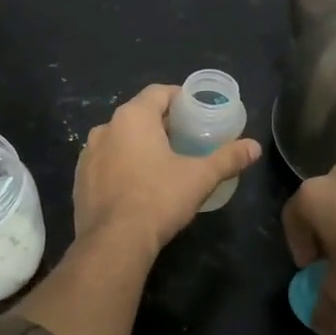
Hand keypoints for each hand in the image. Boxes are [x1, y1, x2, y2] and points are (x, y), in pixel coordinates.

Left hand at [74, 85, 260, 257]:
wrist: (114, 242)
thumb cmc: (159, 199)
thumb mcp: (200, 177)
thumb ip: (228, 158)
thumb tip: (255, 147)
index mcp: (133, 117)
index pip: (158, 93)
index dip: (179, 99)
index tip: (196, 113)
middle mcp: (105, 128)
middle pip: (138, 115)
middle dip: (161, 124)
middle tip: (185, 139)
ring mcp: (88, 154)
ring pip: (119, 139)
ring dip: (139, 145)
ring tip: (162, 163)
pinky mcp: (80, 179)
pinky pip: (106, 163)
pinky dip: (121, 166)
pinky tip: (137, 185)